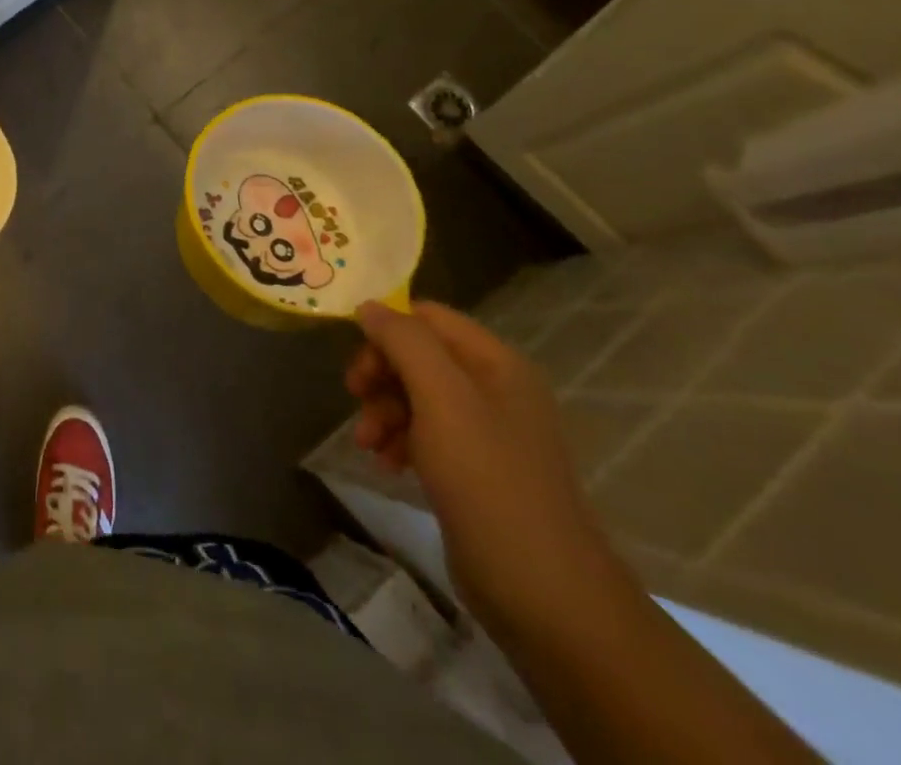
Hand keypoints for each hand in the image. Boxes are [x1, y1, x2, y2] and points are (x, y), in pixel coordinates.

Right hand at [345, 300, 624, 635]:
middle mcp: (494, 388)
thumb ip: (403, 342)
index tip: (358, 365)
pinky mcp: (477, 470)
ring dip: (383, 411)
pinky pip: (427, 433)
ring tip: (368, 445)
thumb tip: (369, 306)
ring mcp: (488, 431)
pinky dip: (400, 440)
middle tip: (355, 400)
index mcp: (495, 362)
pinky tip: (388, 465)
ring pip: (417, 395)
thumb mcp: (441, 398)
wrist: (545, 594)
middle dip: (381, 375)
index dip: (386, 331)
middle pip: (418, 355)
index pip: (427, 317)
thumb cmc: (488, 481)